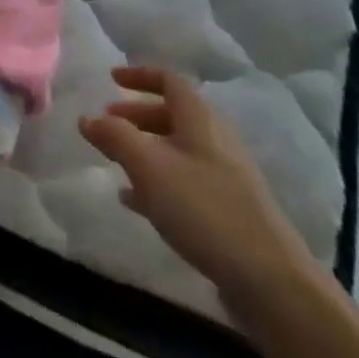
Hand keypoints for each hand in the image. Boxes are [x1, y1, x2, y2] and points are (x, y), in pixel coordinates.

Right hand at [81, 67, 314, 300]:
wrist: (271, 282)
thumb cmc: (204, 208)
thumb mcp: (148, 167)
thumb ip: (114, 137)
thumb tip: (87, 118)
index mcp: (200, 120)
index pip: (169, 80)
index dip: (139, 75)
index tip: (111, 79)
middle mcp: (215, 141)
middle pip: (172, 115)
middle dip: (136, 115)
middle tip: (107, 122)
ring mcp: (225, 178)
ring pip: (177, 150)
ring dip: (145, 149)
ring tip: (114, 162)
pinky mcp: (228, 212)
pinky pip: (184, 182)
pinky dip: (157, 182)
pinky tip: (135, 201)